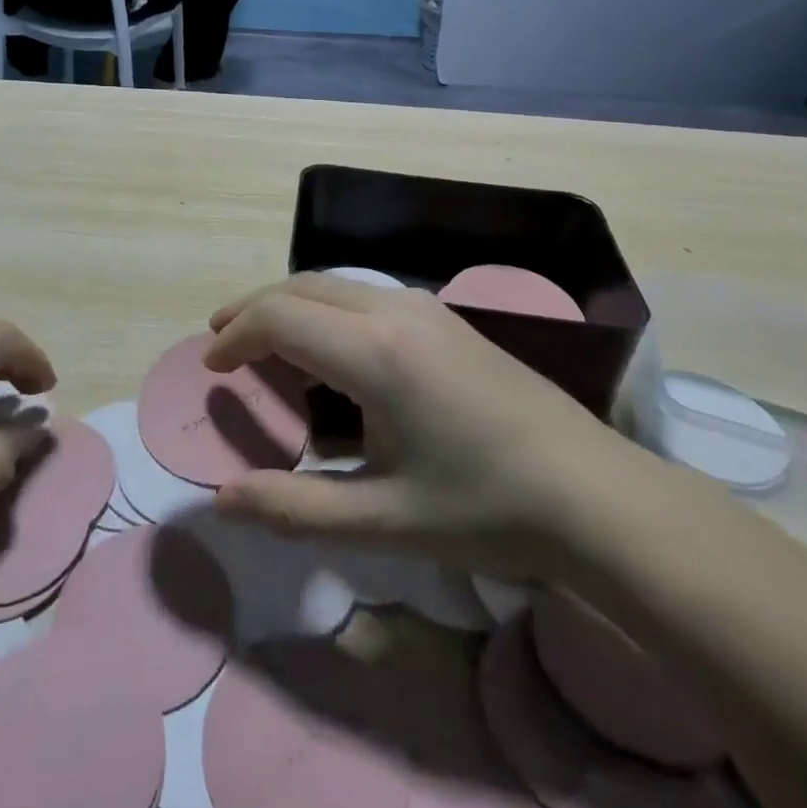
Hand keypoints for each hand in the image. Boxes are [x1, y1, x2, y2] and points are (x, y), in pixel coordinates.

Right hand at [204, 275, 652, 579]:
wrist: (595, 495)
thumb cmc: (486, 509)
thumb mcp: (384, 522)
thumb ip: (296, 509)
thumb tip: (223, 499)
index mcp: (375, 352)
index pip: (280, 318)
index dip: (236, 336)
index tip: (211, 367)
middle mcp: (395, 311)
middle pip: (302, 287)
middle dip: (254, 309)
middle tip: (221, 342)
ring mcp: (426, 309)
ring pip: (335, 285)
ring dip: (291, 305)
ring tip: (265, 343)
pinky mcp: (446, 319)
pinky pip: (366, 296)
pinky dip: (326, 310)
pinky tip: (329, 351)